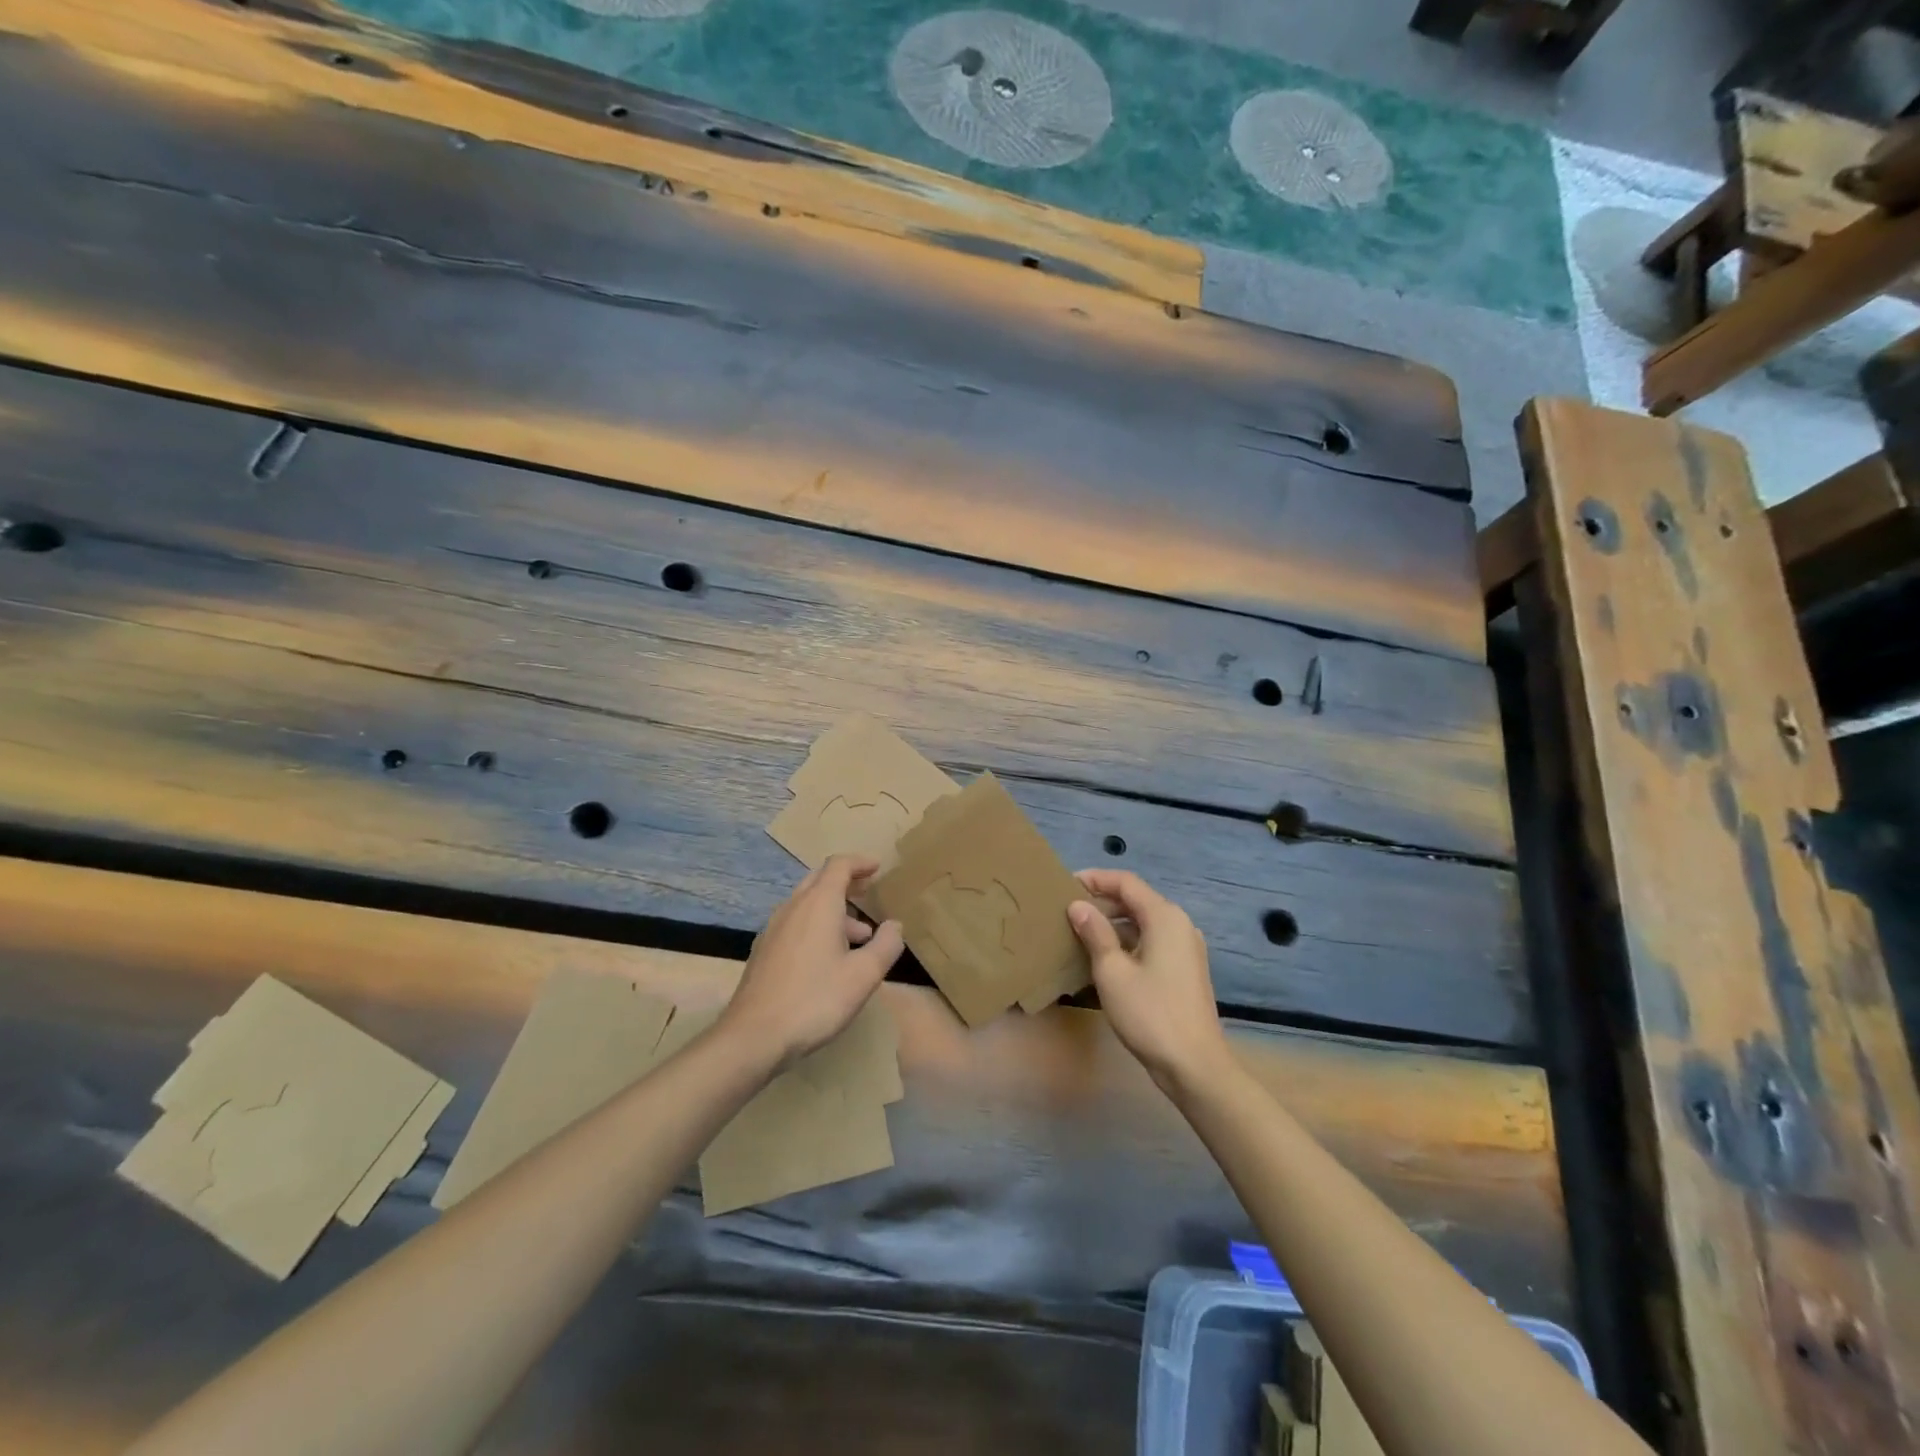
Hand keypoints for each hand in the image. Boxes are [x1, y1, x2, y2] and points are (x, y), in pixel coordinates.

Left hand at [722, 855, 904, 1071]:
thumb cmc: (815, 1000)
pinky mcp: (763, 950)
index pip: (839, 865)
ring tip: (859, 937)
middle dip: (846, 882)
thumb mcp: (864, 975)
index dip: (860, 863)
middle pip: (820, 880)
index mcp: (818, 904)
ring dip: (833, 910)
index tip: (877, 868)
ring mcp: (773, 928)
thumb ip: (886, 945)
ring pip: (807, 904)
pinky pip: (795, 923)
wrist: (754, 1036)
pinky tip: (828, 958)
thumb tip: (895, 925)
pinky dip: (816, 926)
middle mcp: (793, 907)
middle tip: (868, 892)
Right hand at [1069, 870, 1230, 1093]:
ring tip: (1081, 930)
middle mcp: (1180, 924)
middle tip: (1069, 908)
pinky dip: (1128, 940)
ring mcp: (1186, 947)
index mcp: (1165, 917)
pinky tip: (1106, 956)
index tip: (1066, 883)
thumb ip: (1095, 933)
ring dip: (1114, 922)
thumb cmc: (1150, 1014)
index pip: (1126, 882)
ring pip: (1144, 922)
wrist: (1195, 1065)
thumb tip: (1078, 905)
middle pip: (1137, 899)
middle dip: (1103, 900)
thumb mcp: (1112, 972)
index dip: (1096, 879)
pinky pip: (1152, 940)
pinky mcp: (1185, 968)